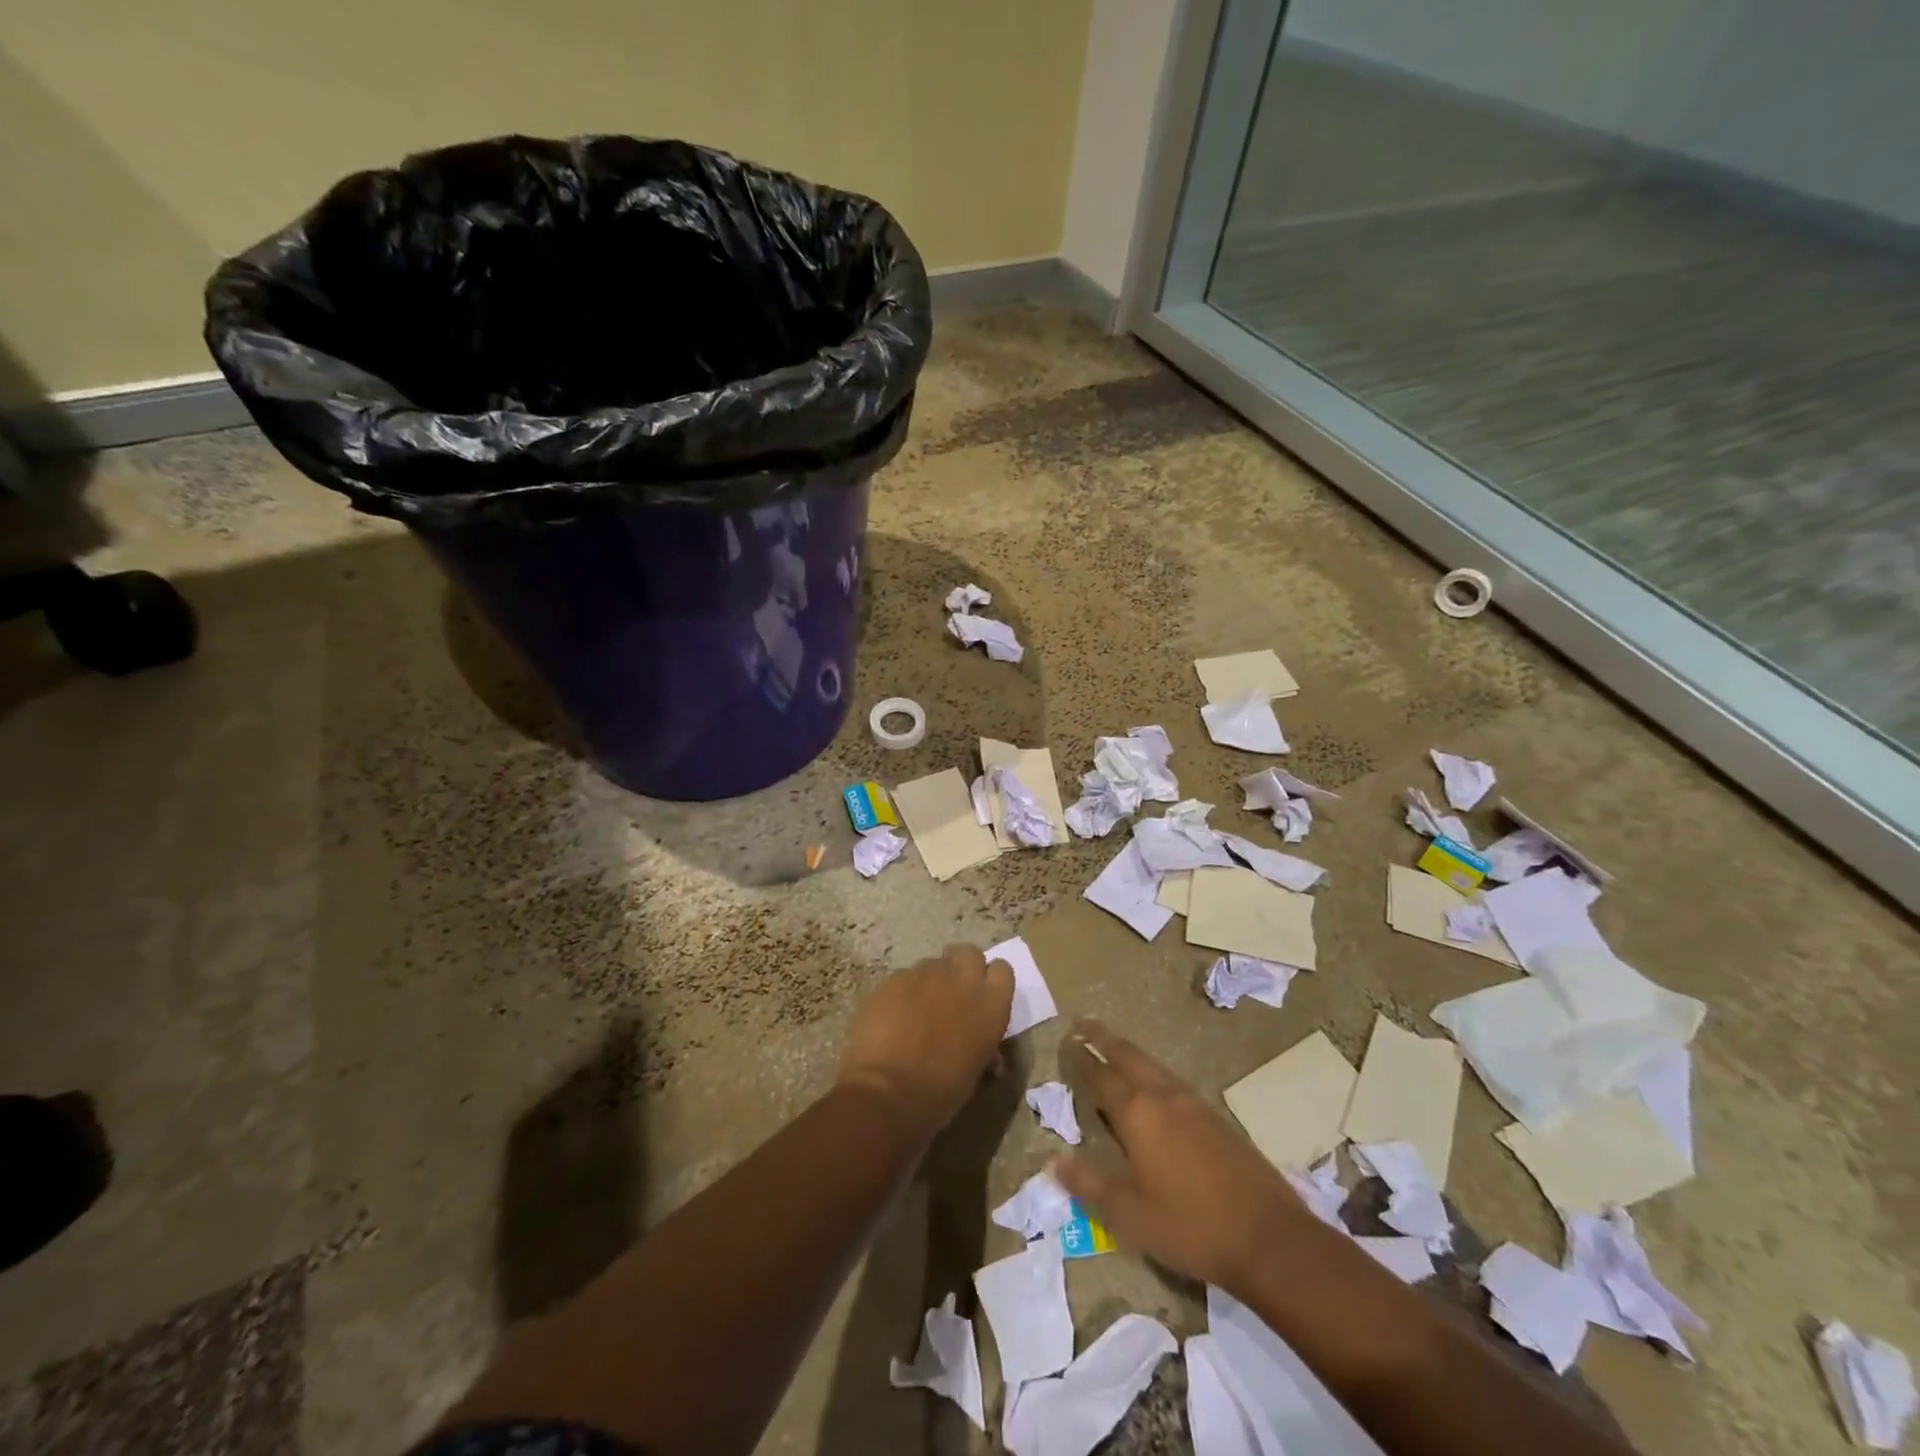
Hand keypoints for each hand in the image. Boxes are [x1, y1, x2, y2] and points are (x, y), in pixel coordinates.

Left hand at [834, 945, 1013, 1140]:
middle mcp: (963, 980)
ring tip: (916, 1010)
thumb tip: (990, 1056)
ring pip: (933, 964)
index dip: (990, 980)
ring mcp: (926, 974)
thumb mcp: (975, 1072)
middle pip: (969, 953)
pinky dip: (902, 992)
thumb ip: (984, 1048)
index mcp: (991, 1005)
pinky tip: (892, 1017)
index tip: (981, 996)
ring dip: (930, 981)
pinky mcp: (895, 978)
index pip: (1002, 970)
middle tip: (950, 994)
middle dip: (961, 967)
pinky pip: (904, 977)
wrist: (888, 1092)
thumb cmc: (940, 1093)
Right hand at [1053, 1017, 1317, 1293]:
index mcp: (1137, 1113)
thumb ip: (1089, 1184)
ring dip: (1129, 1052)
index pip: (1100, 1076)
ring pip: (1153, 1065)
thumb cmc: (1190, 1226)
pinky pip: (1172, 1080)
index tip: (1066, 1042)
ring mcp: (1193, 1105)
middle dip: (1103, 1038)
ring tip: (1114, 1045)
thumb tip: (1053, 1160)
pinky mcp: (1216, 1119)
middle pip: (1128, 1056)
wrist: (1269, 1238)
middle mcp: (1163, 1097)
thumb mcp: (1129, 1215)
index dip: (1081, 1060)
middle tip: (1084, 1022)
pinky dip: (1152, 1071)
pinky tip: (1154, 1084)